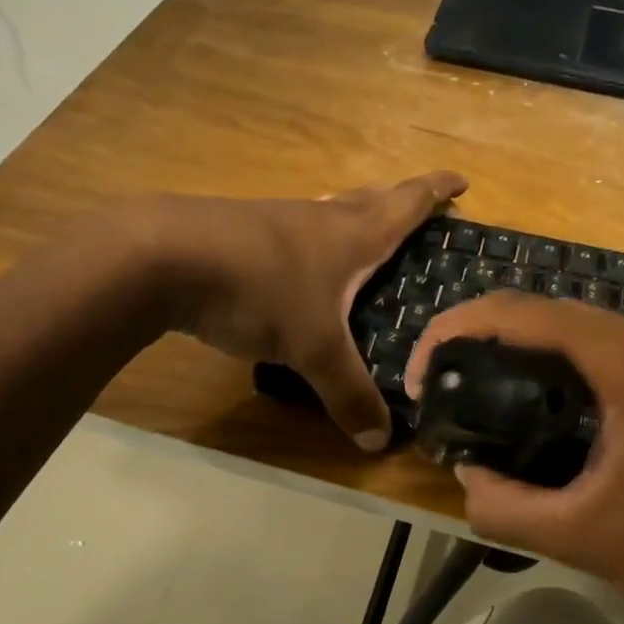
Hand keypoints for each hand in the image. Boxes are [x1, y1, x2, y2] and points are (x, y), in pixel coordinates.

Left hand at [155, 171, 467, 450]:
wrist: (162, 256)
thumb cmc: (259, 290)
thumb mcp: (313, 350)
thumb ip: (348, 393)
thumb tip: (380, 443)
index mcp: (352, 235)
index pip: (407, 204)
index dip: (436, 191)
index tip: (461, 180)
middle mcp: (318, 219)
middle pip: (369, 199)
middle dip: (399, 200)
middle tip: (419, 207)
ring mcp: (275, 221)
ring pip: (327, 213)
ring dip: (351, 216)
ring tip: (362, 234)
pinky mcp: (238, 234)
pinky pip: (290, 232)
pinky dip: (309, 241)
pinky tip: (297, 264)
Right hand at [408, 293, 623, 623]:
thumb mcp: (582, 538)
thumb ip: (503, 506)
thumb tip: (464, 477)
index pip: (524, 314)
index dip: (458, 329)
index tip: (423, 372)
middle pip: (552, 314)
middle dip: (487, 339)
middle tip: (444, 386)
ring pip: (582, 330)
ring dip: (527, 351)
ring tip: (481, 393)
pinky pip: (614, 347)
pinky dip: (569, 364)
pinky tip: (545, 403)